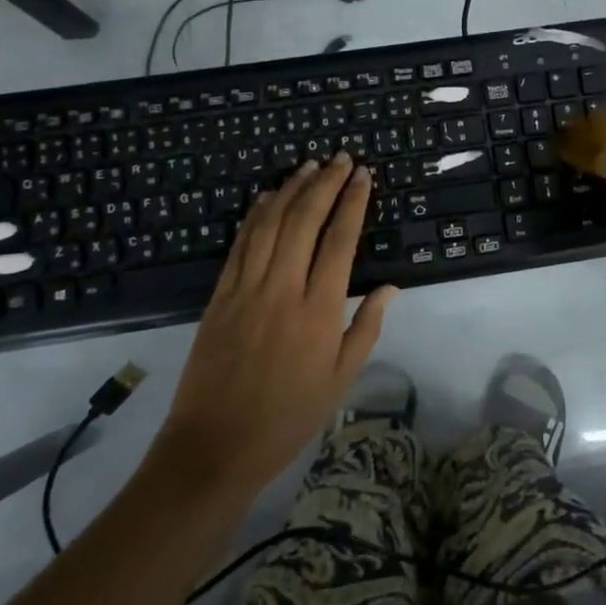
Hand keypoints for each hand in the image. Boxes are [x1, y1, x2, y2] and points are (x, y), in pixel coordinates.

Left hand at [155, 154, 396, 496]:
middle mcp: (283, 288)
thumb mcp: (339, 379)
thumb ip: (366, 328)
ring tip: (309, 166)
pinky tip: (267, 197)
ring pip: (271, 224)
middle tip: (341, 158)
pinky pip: (240, 244)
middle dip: (325, 184)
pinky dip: (255, 215)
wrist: (215, 445)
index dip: (353, 202)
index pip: (340, 240)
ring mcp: (246, 288)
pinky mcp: (219, 295)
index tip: (364, 175)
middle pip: (305, 221)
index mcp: (319, 310)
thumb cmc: (287, 416)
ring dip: (291, 190)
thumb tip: (390, 287)